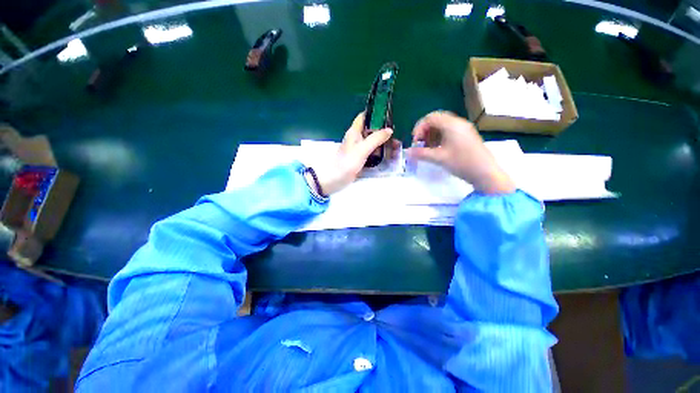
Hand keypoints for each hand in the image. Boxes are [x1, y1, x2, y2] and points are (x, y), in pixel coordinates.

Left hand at [311, 112, 393, 194]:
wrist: (337, 178)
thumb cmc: (348, 161)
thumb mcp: (363, 148)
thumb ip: (376, 138)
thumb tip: (389, 130)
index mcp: (354, 132)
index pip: (363, 117)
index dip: (374, 114)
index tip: (387, 115)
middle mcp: (356, 138)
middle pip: (370, 130)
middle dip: (382, 131)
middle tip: (395, 135)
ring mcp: (358, 149)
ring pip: (372, 142)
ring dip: (382, 143)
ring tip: (395, 145)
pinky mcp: (360, 158)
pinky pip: (371, 152)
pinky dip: (379, 152)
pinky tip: (387, 155)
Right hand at [406, 111, 514, 193]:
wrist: (485, 173)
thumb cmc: (462, 163)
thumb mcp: (439, 158)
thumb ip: (421, 153)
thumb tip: (407, 152)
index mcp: (452, 125)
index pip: (430, 117)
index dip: (419, 128)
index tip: (415, 141)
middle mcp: (458, 123)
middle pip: (436, 120)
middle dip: (425, 131)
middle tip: (420, 144)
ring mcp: (463, 129)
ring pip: (442, 126)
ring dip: (431, 135)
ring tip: (427, 148)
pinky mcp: (466, 136)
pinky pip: (449, 131)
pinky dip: (439, 137)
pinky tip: (437, 149)